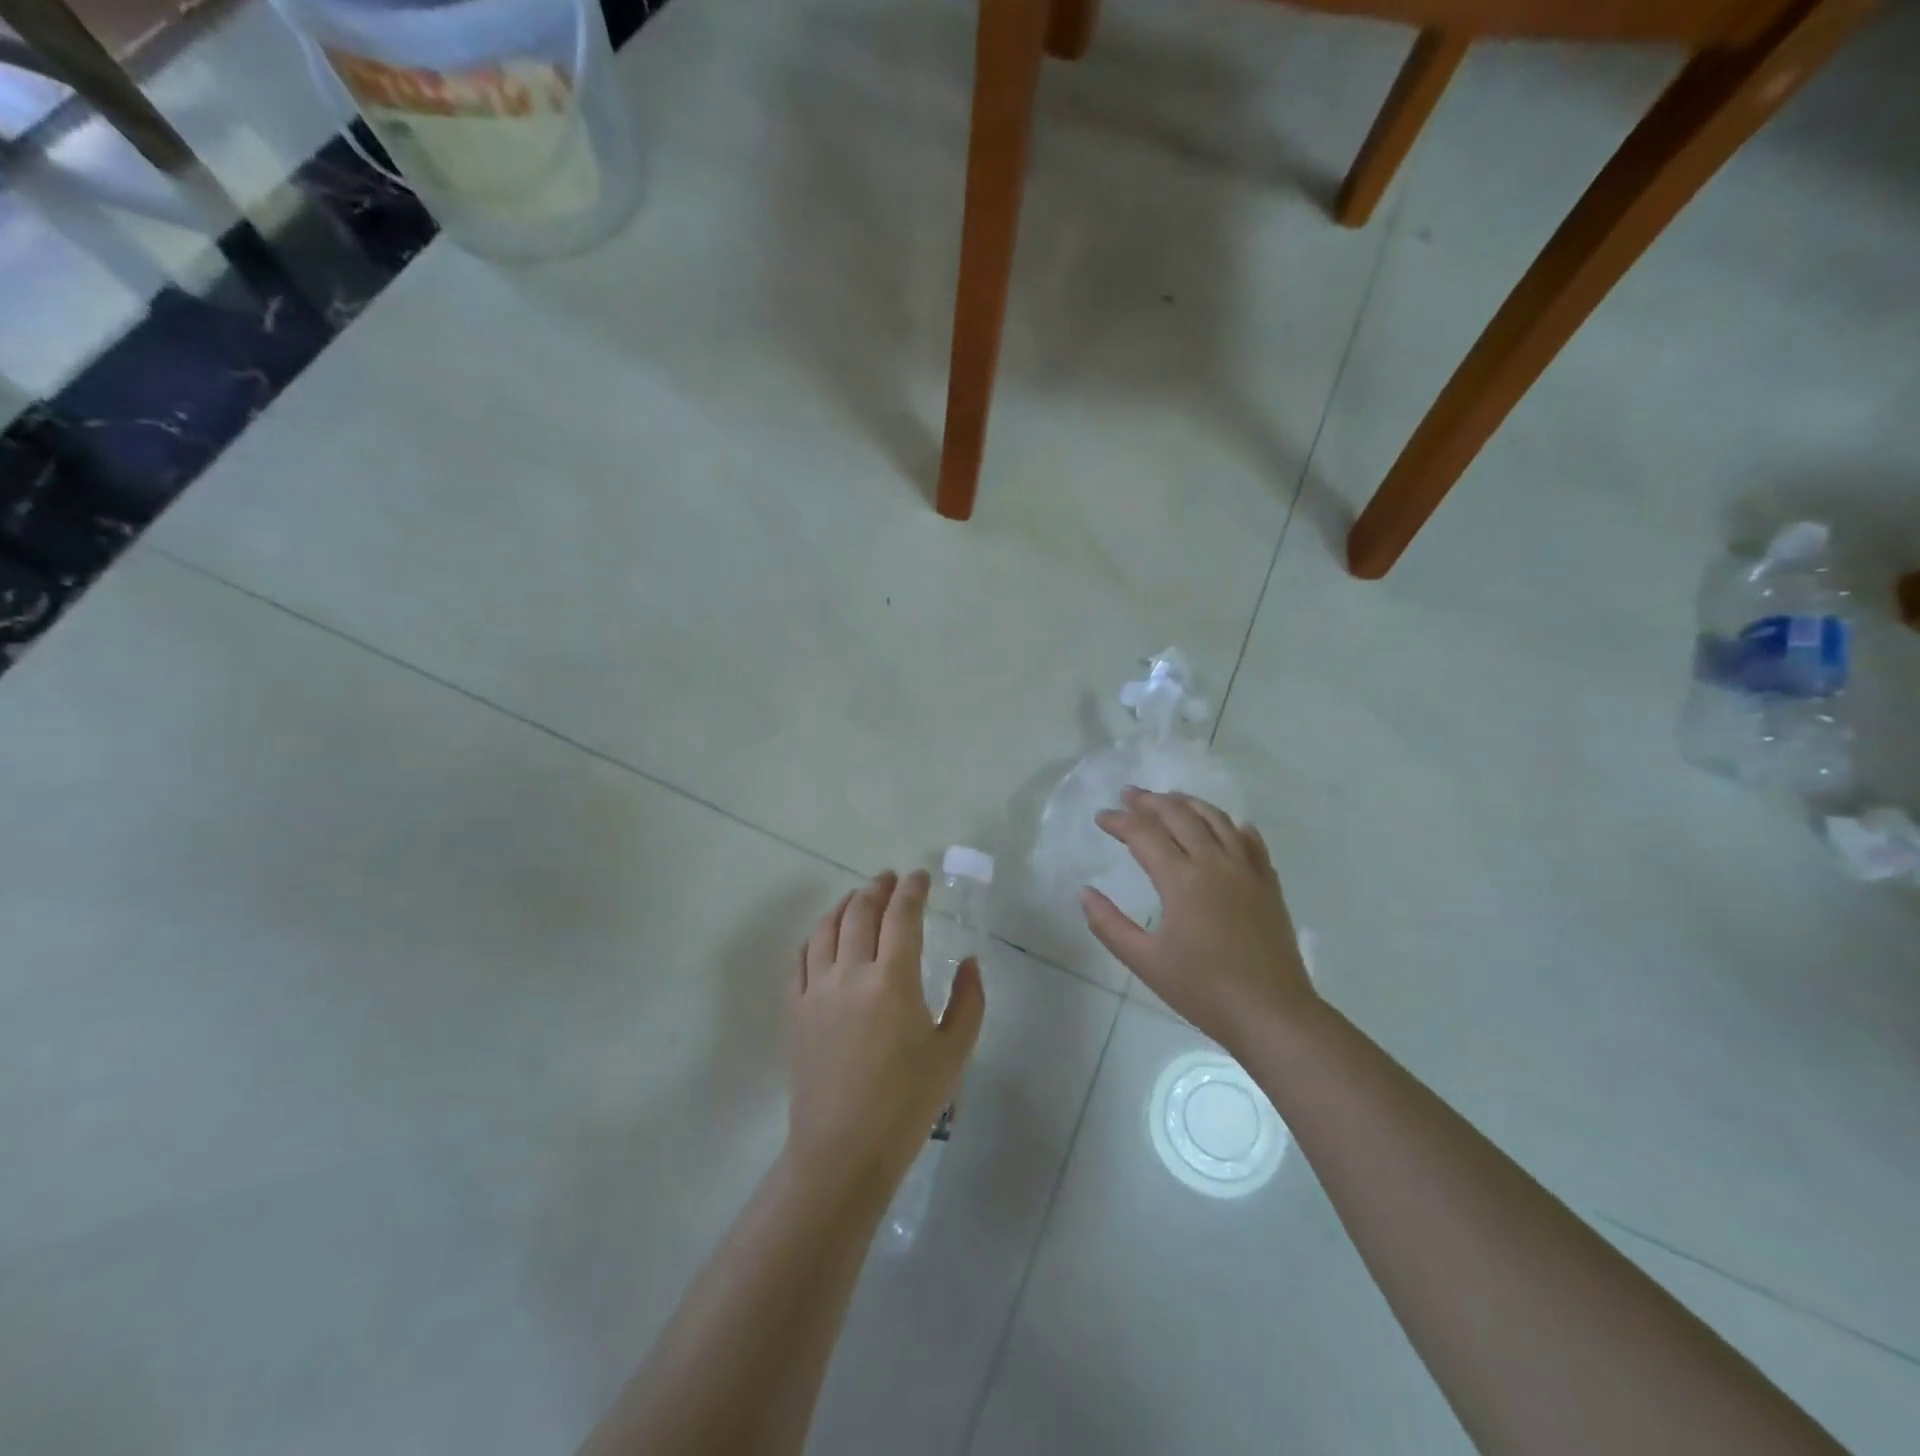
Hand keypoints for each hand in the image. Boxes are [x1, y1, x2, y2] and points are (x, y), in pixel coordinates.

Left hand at [787, 870, 985, 1191]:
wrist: (844, 1149)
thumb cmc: (907, 1103)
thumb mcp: (954, 1053)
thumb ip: (969, 1001)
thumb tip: (970, 962)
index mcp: (893, 980)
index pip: (901, 916)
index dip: (912, 890)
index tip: (919, 876)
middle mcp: (850, 973)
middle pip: (860, 911)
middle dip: (877, 888)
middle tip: (890, 879)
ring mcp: (816, 990)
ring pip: (826, 928)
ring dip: (844, 904)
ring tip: (858, 897)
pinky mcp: (794, 1010)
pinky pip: (800, 958)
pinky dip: (815, 936)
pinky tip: (824, 936)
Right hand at [1082, 788, 1314, 1051]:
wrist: (1271, 1013)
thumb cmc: (1203, 990)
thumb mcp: (1145, 961)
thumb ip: (1109, 924)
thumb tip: (1085, 893)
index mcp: (1181, 880)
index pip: (1143, 834)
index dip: (1119, 821)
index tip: (1101, 818)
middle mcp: (1214, 862)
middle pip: (1179, 815)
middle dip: (1150, 801)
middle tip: (1129, 794)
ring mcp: (1246, 869)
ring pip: (1216, 818)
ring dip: (1188, 804)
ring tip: (1169, 800)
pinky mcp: (1268, 882)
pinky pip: (1249, 839)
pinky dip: (1231, 825)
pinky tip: (1224, 826)